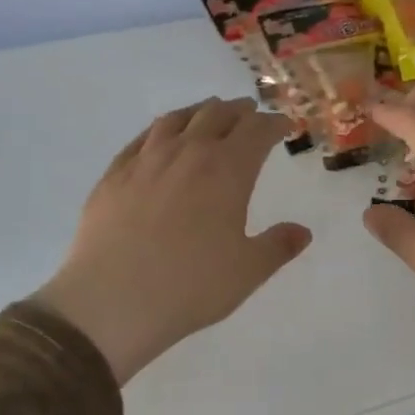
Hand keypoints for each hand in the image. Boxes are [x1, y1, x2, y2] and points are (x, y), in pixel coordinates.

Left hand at [34, 98, 310, 383]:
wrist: (111, 302)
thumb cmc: (190, 286)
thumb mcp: (247, 272)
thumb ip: (277, 247)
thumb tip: (302, 232)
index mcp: (227, 170)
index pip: (257, 131)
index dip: (274, 124)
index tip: (284, 125)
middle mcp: (188, 152)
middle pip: (217, 115)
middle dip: (240, 112)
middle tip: (250, 114)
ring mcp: (146, 160)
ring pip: (178, 119)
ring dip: (200, 112)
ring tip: (209, 114)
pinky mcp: (114, 174)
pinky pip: (142, 137)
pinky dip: (162, 128)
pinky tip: (161, 137)